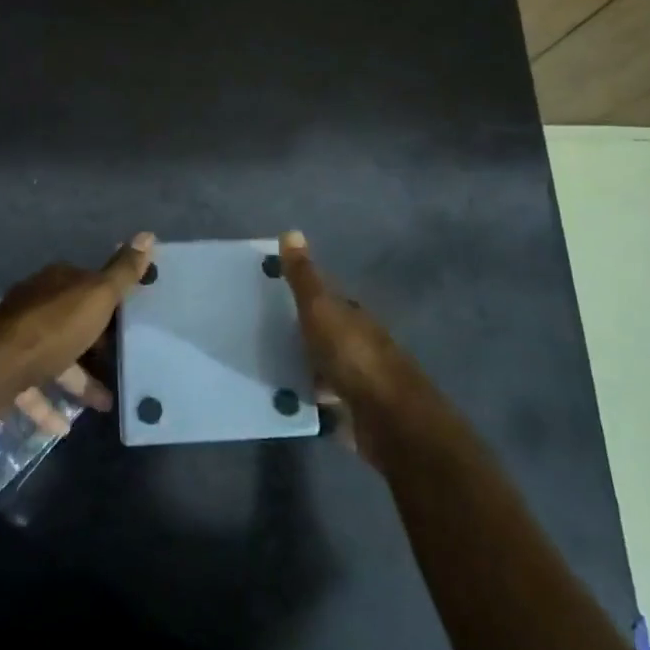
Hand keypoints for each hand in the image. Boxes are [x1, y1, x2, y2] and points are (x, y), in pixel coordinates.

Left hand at [0, 233, 153, 434]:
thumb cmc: (52, 328)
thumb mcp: (97, 296)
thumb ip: (122, 272)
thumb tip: (147, 234)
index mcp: (56, 282)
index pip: (89, 286)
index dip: (112, 303)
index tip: (134, 323)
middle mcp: (35, 305)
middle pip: (73, 324)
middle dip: (97, 346)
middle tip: (125, 367)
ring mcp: (18, 340)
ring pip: (56, 359)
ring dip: (79, 381)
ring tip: (106, 404)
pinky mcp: (6, 372)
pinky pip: (33, 389)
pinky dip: (49, 406)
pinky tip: (65, 427)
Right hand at [277, 230, 416, 466]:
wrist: (388, 419)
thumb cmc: (353, 356)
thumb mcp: (321, 309)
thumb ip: (304, 277)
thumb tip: (291, 231)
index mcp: (354, 316)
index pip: (329, 299)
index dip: (305, 296)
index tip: (273, 297)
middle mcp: (360, 344)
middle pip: (326, 334)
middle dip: (301, 334)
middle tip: (260, 334)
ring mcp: (359, 381)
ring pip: (324, 368)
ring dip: (303, 368)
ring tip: (264, 367)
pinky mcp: (354, 413)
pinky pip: (323, 402)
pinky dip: (307, 399)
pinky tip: (283, 400)